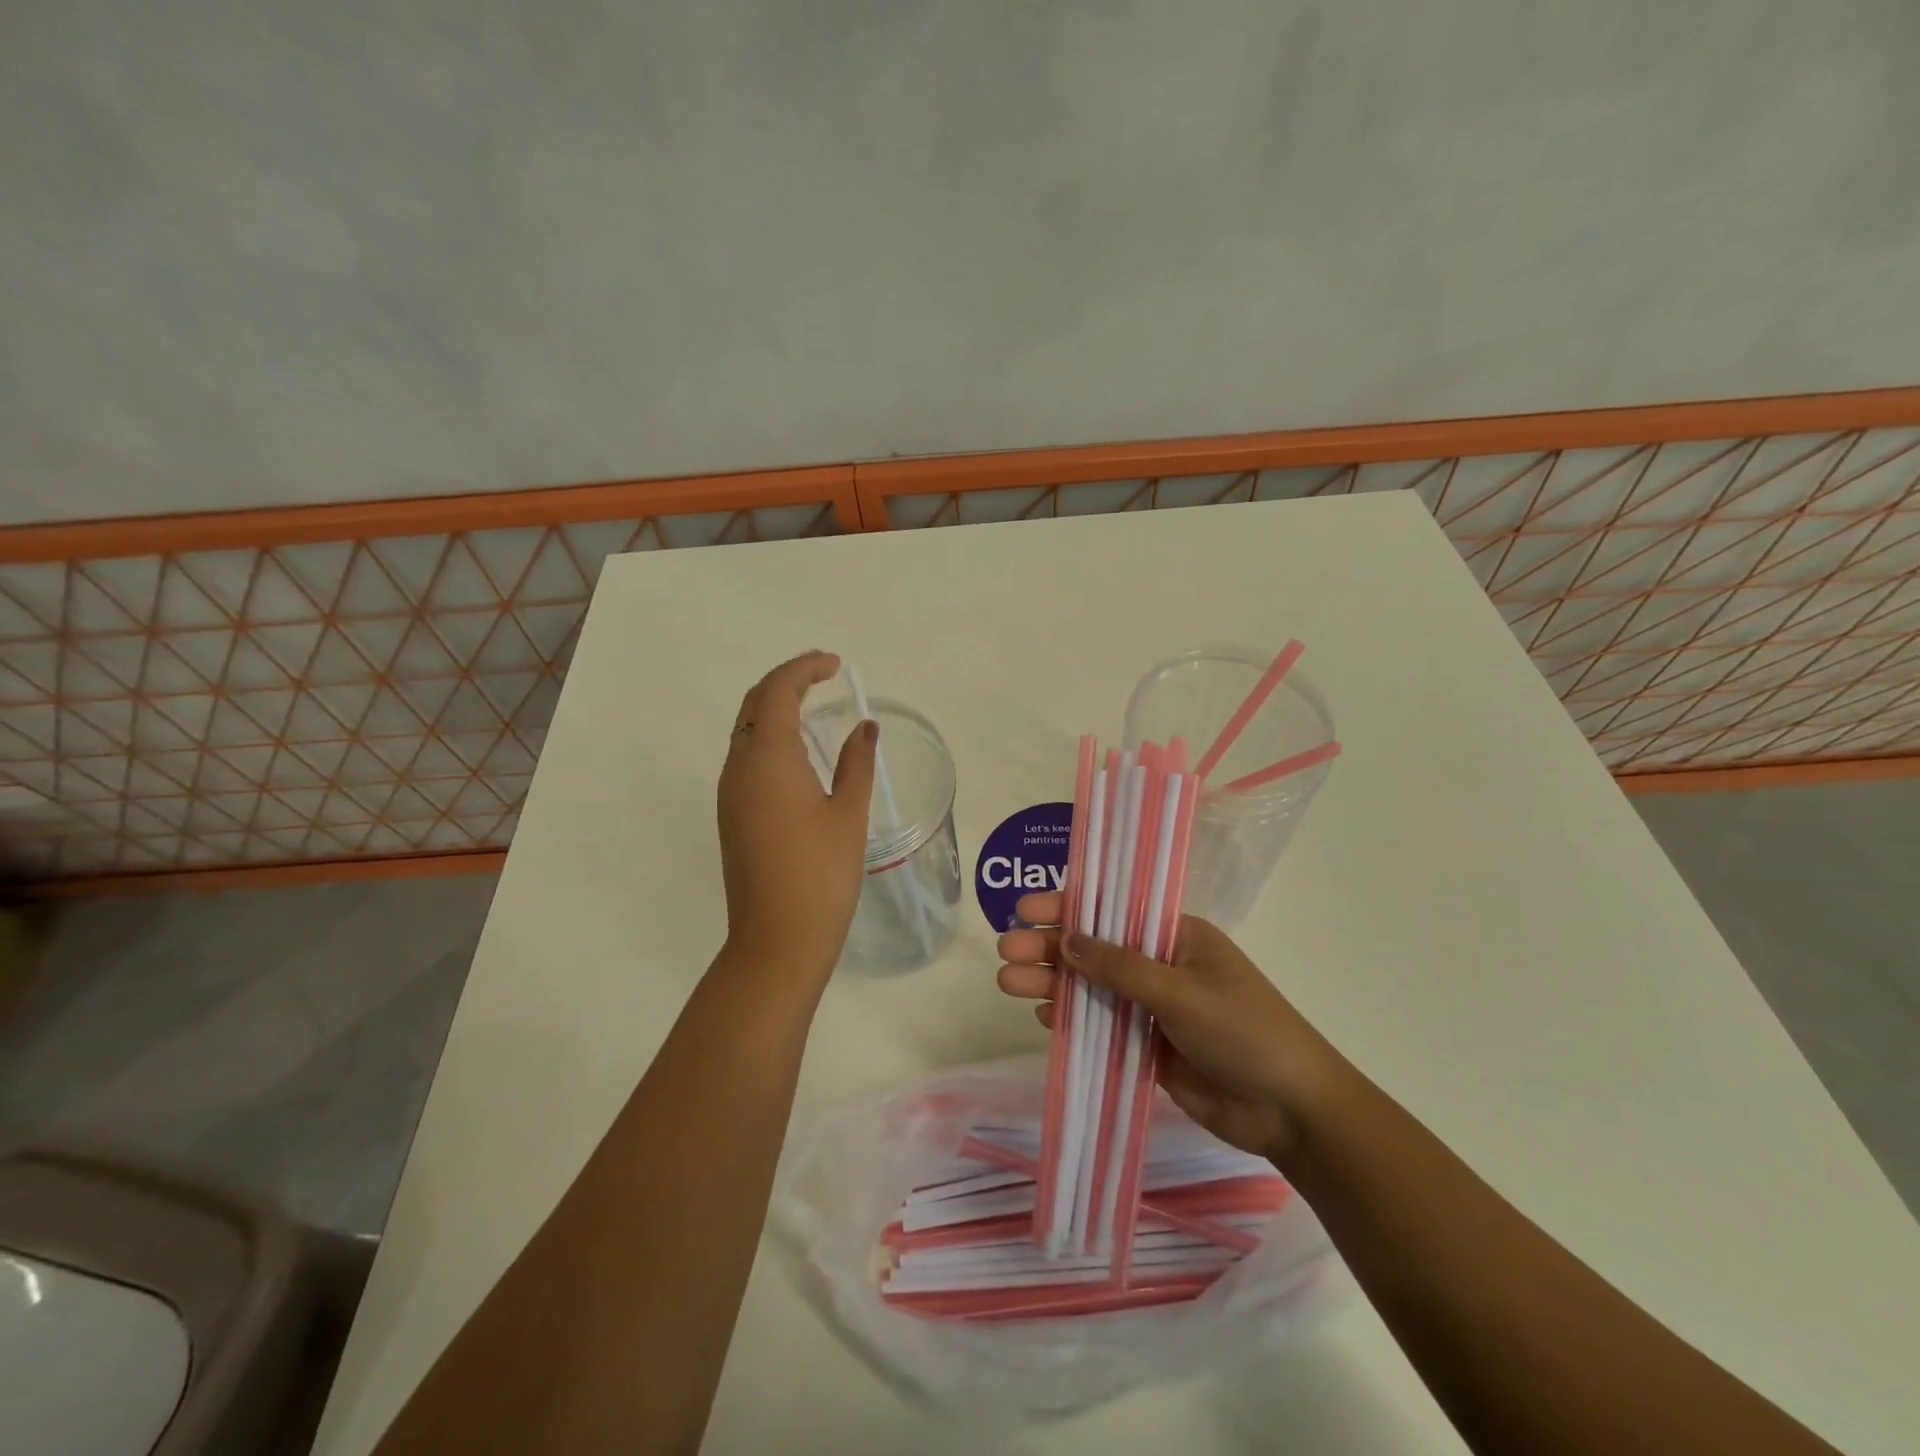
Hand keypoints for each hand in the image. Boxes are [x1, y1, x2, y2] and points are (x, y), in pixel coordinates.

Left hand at [717, 652, 876, 988]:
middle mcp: (739, 767)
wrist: (777, 941)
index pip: (777, 691)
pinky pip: (746, 757)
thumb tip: (865, 728)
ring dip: (776, 708)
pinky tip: (800, 753)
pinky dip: (770, 737)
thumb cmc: (821, 875)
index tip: (836, 665)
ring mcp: (730, 793)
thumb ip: (857, 763)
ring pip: (746, 730)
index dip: (804, 668)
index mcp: (768, 759)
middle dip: (787, 681)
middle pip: (754, 704)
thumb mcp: (848, 814)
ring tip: (815, 705)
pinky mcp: (731, 815)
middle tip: (825, 676)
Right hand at [996, 892, 1351, 1164]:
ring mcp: (1152, 1007)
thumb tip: (1065, 939)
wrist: (1291, 1111)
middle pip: (1094, 949)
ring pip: (1092, 988)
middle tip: (1005, 952)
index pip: (1112, 911)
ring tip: (1010, 984)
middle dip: (1050, 948)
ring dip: (1053, 984)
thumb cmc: (1244, 1032)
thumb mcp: (1181, 992)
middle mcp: (1159, 965)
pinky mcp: (1147, 1046)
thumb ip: (1120, 968)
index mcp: (1176, 936)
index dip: (1067, 907)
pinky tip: (1045, 1017)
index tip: (1024, 910)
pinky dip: (1073, 1019)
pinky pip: (1101, 1025)